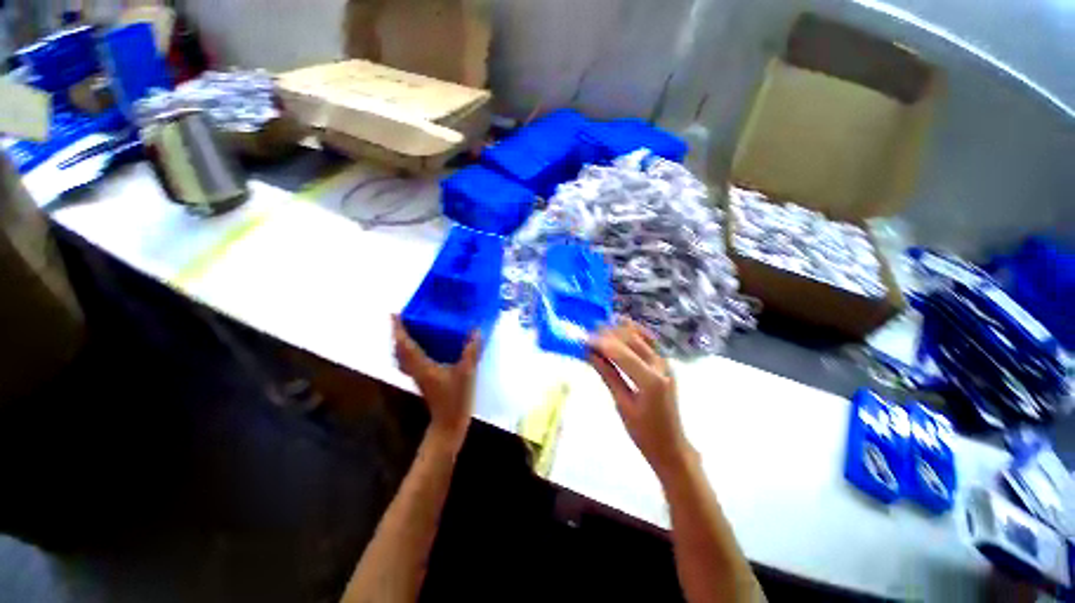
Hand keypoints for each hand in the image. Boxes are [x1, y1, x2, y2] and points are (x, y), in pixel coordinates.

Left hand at [392, 315, 478, 446]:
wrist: (449, 423)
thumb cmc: (456, 398)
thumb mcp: (467, 373)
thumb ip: (471, 351)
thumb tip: (476, 330)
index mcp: (422, 366)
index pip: (405, 345)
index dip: (398, 329)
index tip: (394, 314)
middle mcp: (415, 370)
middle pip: (399, 350)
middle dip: (397, 334)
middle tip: (401, 319)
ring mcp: (417, 376)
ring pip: (402, 357)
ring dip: (401, 342)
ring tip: (408, 330)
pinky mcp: (422, 380)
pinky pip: (409, 362)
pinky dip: (408, 351)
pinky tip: (420, 348)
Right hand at [589, 320, 690, 478]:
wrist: (671, 445)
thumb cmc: (644, 432)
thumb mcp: (622, 404)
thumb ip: (608, 375)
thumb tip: (590, 354)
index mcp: (650, 380)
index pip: (621, 353)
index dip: (601, 343)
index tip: (583, 339)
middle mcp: (660, 366)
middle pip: (631, 340)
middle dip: (608, 334)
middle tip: (588, 333)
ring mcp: (665, 363)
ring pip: (641, 337)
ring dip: (620, 330)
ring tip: (600, 329)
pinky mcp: (665, 364)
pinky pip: (650, 341)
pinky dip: (636, 332)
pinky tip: (622, 326)